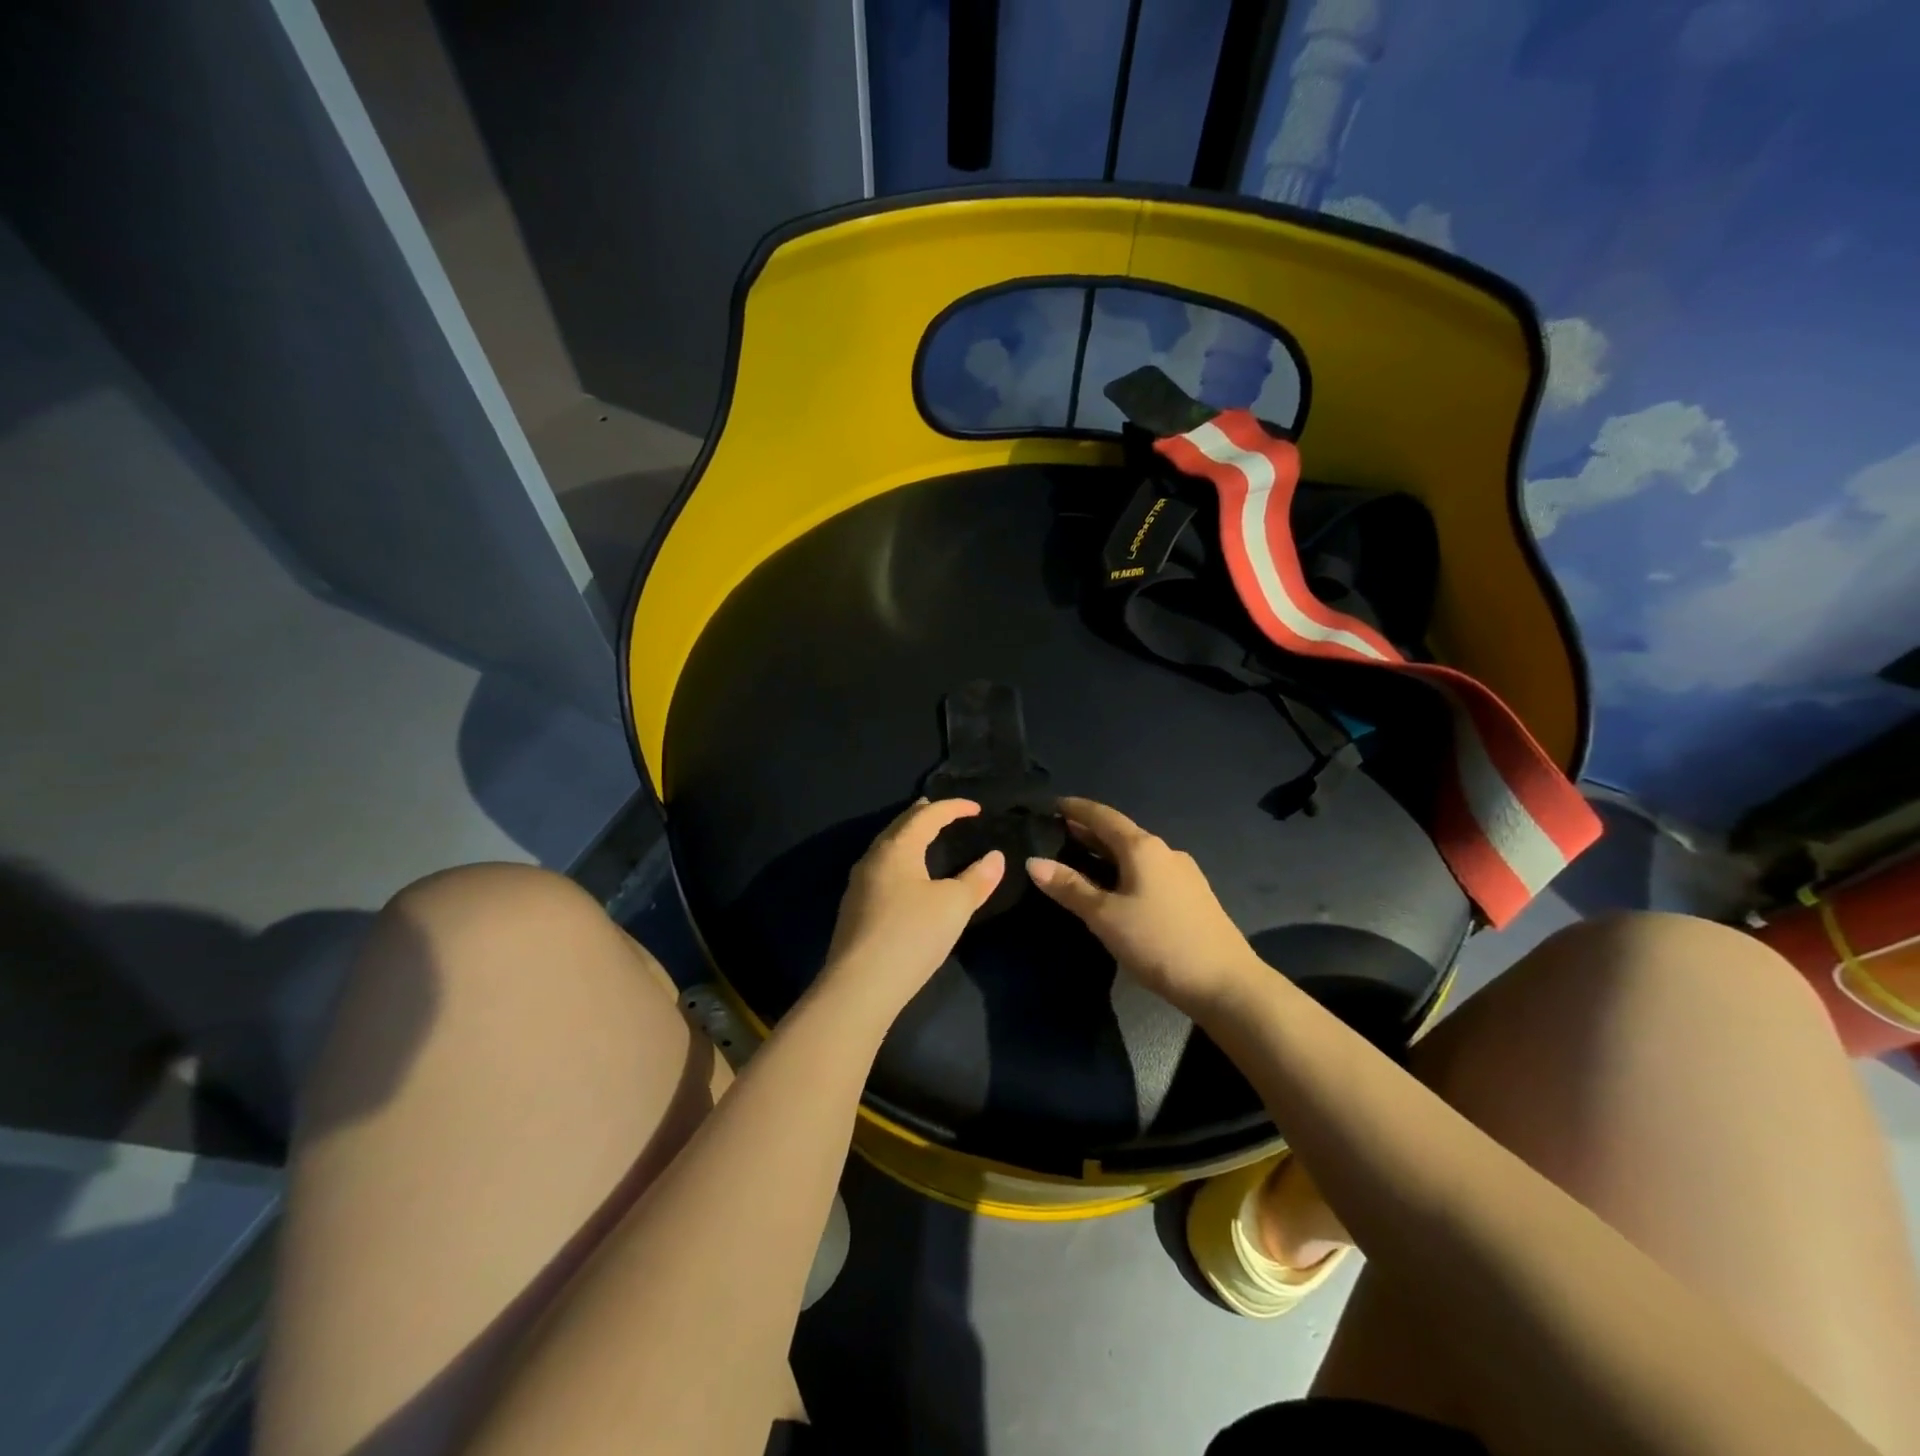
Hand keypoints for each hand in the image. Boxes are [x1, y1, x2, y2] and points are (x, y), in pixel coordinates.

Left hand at [820, 798, 1004, 1019]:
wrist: (860, 986)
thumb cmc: (912, 935)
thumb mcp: (954, 906)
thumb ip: (977, 879)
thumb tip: (995, 857)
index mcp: (897, 848)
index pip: (927, 816)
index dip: (953, 807)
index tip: (976, 808)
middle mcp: (873, 858)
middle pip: (899, 826)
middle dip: (922, 815)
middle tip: (942, 812)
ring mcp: (858, 884)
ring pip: (886, 848)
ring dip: (907, 838)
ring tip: (924, 839)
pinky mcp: (853, 909)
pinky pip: (880, 869)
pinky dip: (899, 860)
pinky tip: (905, 878)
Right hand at [1027, 796, 1257, 1012]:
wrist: (1225, 984)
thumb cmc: (1159, 942)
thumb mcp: (1105, 916)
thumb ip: (1069, 887)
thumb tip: (1033, 862)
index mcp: (1143, 847)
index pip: (1103, 816)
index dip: (1076, 808)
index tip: (1052, 804)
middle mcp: (1165, 851)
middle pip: (1120, 833)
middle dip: (1089, 832)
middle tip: (1057, 834)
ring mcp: (1183, 874)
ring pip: (1136, 854)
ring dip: (1107, 853)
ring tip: (1080, 861)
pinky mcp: (1192, 896)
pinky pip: (1149, 872)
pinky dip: (1125, 870)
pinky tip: (1116, 889)